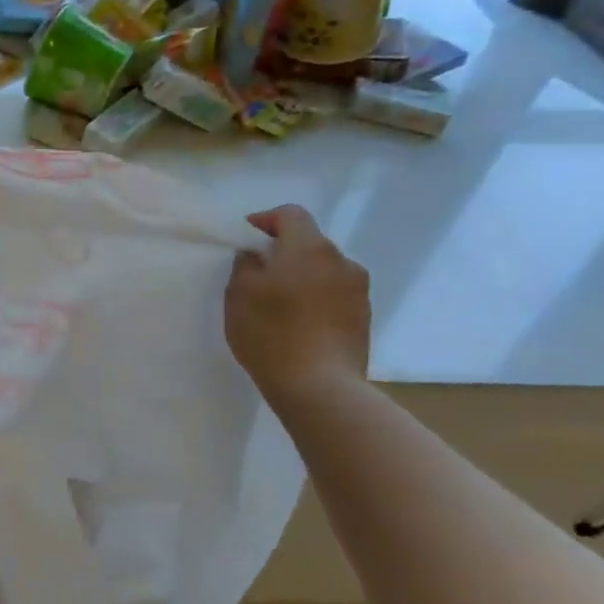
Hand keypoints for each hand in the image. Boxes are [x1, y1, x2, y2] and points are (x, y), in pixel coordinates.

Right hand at [223, 205, 370, 400]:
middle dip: (283, 252)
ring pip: (323, 270)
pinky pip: (334, 296)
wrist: (321, 388)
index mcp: (310, 247)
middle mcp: (341, 261)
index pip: (290, 214)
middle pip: (308, 242)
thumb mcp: (239, 293)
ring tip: (279, 303)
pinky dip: (316, 300)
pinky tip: (298, 324)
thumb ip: (246, 263)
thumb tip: (257, 255)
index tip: (245, 241)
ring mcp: (358, 292)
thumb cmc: (272, 333)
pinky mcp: (364, 319)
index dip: (265, 221)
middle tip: (257, 274)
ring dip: (302, 277)